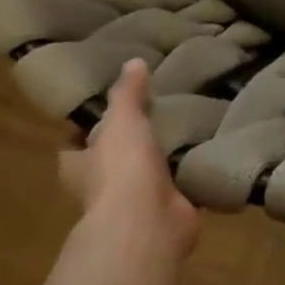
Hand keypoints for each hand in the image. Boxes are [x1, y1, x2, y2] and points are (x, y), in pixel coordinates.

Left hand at [58, 59, 199, 262]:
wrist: (149, 223)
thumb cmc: (122, 169)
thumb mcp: (122, 121)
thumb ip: (127, 94)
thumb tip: (133, 61)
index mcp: (81, 167)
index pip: (74, 147)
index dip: (84, 133)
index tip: (104, 112)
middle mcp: (104, 187)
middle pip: (112, 163)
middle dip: (130, 146)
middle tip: (155, 116)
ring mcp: (137, 204)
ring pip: (149, 177)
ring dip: (164, 162)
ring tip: (188, 130)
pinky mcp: (169, 212)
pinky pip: (181, 189)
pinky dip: (192, 177)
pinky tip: (209, 155)